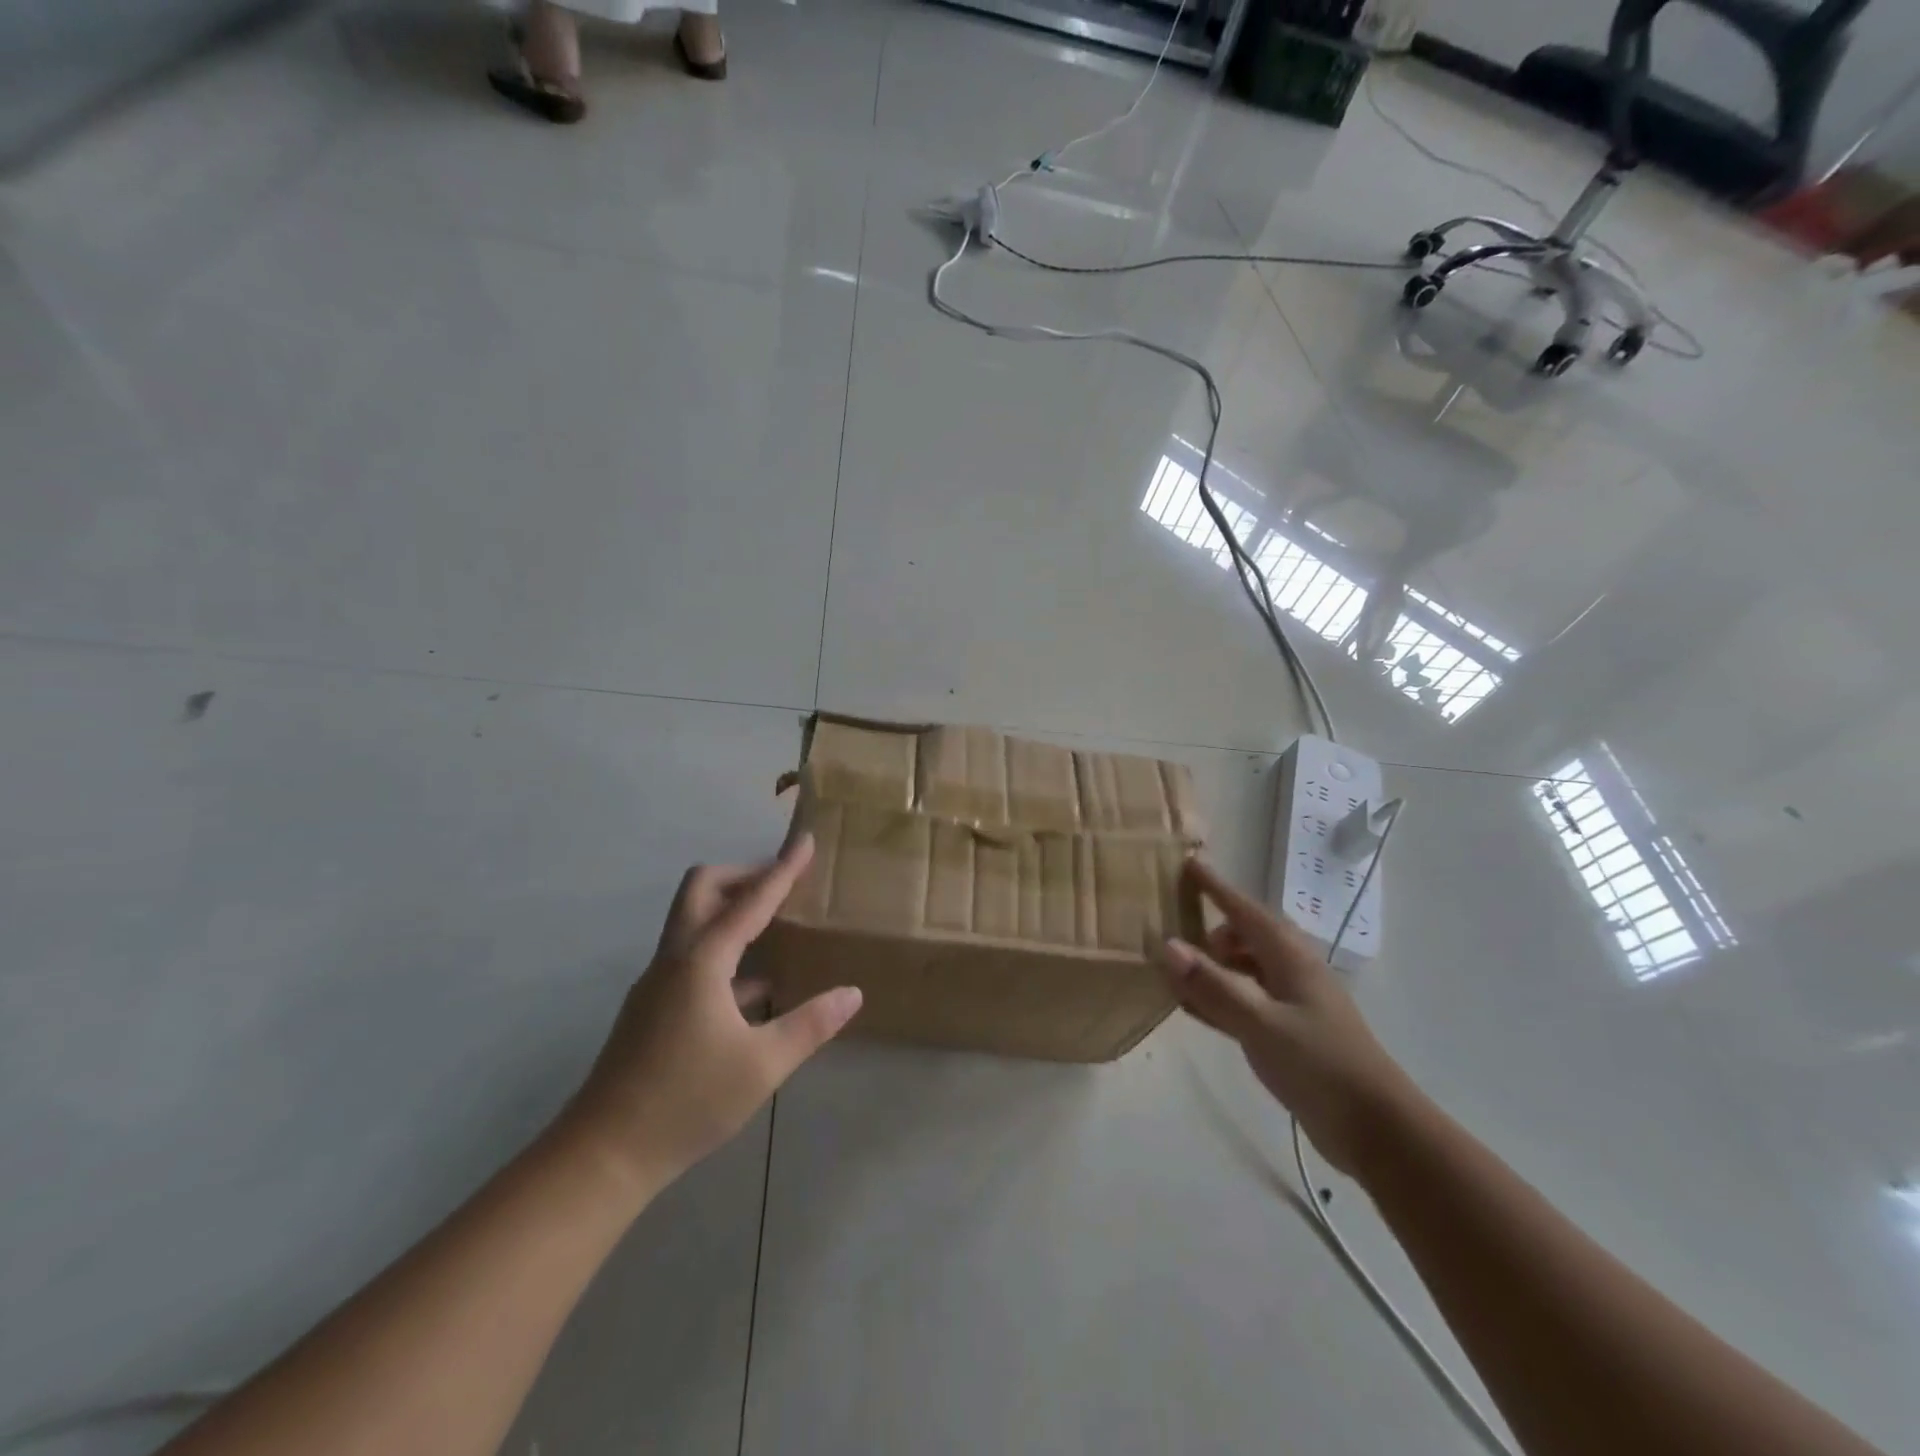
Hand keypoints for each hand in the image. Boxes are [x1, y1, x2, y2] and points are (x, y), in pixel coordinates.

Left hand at [558, 835, 860, 1195]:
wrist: (604, 1153)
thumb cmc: (687, 1101)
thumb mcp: (762, 1065)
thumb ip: (810, 1024)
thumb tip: (852, 993)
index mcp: (703, 961)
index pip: (752, 901)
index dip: (783, 869)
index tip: (806, 840)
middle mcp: (675, 959)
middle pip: (703, 889)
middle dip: (743, 875)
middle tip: (783, 883)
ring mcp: (658, 982)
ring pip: (692, 920)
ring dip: (730, 909)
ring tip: (776, 924)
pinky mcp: (652, 1006)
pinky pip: (692, 955)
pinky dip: (724, 949)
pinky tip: (755, 985)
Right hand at [1157, 858, 1418, 1177]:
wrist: (1377, 1130)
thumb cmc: (1320, 1065)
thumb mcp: (1261, 1024)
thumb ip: (1214, 986)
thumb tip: (1167, 945)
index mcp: (1290, 958)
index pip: (1244, 910)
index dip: (1216, 887)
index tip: (1189, 862)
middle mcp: (1292, 972)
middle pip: (1246, 936)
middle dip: (1212, 928)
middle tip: (1174, 931)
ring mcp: (1293, 1003)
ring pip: (1245, 969)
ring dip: (1213, 965)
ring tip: (1177, 969)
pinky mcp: (1289, 1033)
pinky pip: (1245, 1000)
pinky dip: (1219, 997)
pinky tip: (1194, 1008)